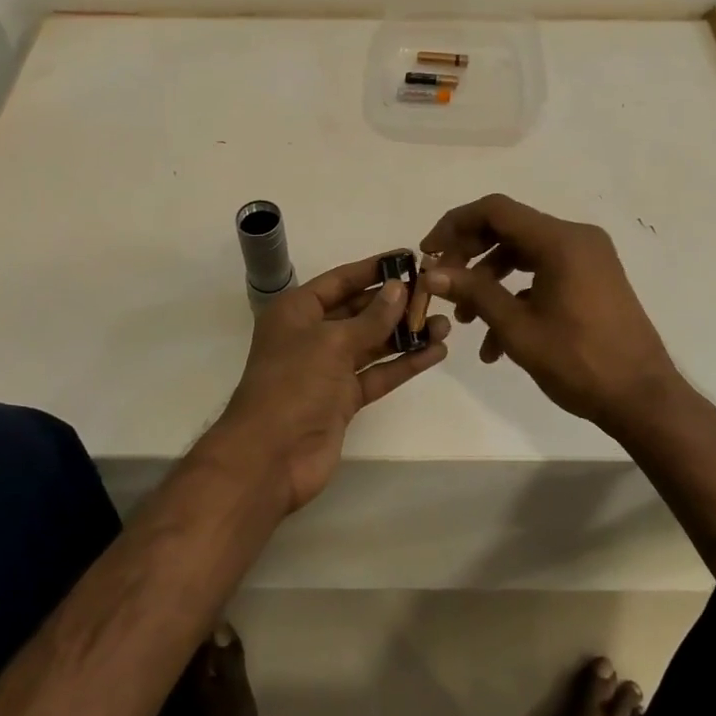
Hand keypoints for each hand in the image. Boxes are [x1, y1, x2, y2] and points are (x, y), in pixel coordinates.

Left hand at [214, 256, 450, 513]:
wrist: (270, 457)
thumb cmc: (293, 384)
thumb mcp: (332, 342)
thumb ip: (371, 317)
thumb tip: (399, 289)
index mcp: (297, 311)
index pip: (341, 280)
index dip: (373, 268)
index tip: (408, 257)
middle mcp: (312, 334)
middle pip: (360, 310)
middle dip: (395, 302)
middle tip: (435, 292)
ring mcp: (328, 369)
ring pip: (373, 343)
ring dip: (406, 334)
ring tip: (445, 324)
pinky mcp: (344, 399)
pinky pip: (378, 373)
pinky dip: (404, 364)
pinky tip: (435, 353)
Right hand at [420, 195, 679, 435]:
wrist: (643, 399)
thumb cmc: (579, 361)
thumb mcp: (517, 328)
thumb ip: (474, 292)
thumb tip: (431, 273)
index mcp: (561, 240)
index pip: (496, 210)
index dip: (455, 224)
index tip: (428, 251)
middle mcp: (576, 238)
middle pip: (508, 229)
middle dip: (470, 256)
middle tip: (442, 284)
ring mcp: (588, 258)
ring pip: (524, 253)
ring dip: (489, 280)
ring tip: (465, 320)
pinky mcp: (592, 279)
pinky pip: (544, 273)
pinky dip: (516, 295)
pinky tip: (496, 341)